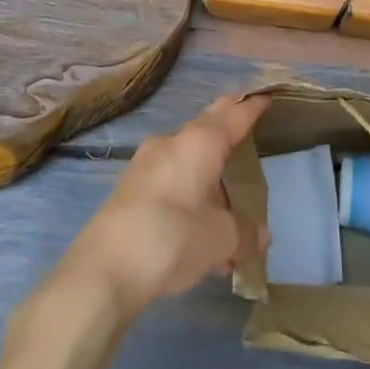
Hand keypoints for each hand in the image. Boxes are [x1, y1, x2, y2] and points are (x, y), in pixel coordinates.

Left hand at [56, 95, 269, 321]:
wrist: (103, 271)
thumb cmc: (172, 238)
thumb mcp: (220, 239)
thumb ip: (245, 233)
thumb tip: (261, 235)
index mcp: (200, 143)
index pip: (234, 115)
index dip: (253, 107)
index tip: (267, 97)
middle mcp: (172, 143)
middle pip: (208, 126)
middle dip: (228, 126)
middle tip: (248, 125)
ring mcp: (146, 165)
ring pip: (188, 160)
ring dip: (210, 177)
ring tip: (231, 213)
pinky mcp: (130, 190)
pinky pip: (172, 183)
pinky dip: (191, 197)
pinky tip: (201, 237)